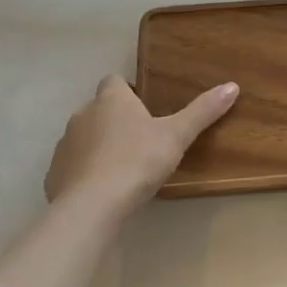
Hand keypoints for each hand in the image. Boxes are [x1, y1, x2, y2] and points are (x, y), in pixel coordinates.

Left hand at [44, 75, 237, 216]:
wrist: (91, 206)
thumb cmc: (137, 161)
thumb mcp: (176, 136)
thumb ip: (203, 111)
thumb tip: (232, 86)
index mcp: (111, 100)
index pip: (114, 80)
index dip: (128, 90)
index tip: (145, 105)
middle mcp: (83, 115)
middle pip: (99, 108)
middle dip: (115, 119)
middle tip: (141, 139)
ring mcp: (65, 145)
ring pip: (84, 137)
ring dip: (98, 145)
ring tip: (123, 166)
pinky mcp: (54, 174)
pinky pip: (72, 166)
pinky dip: (84, 172)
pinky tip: (102, 189)